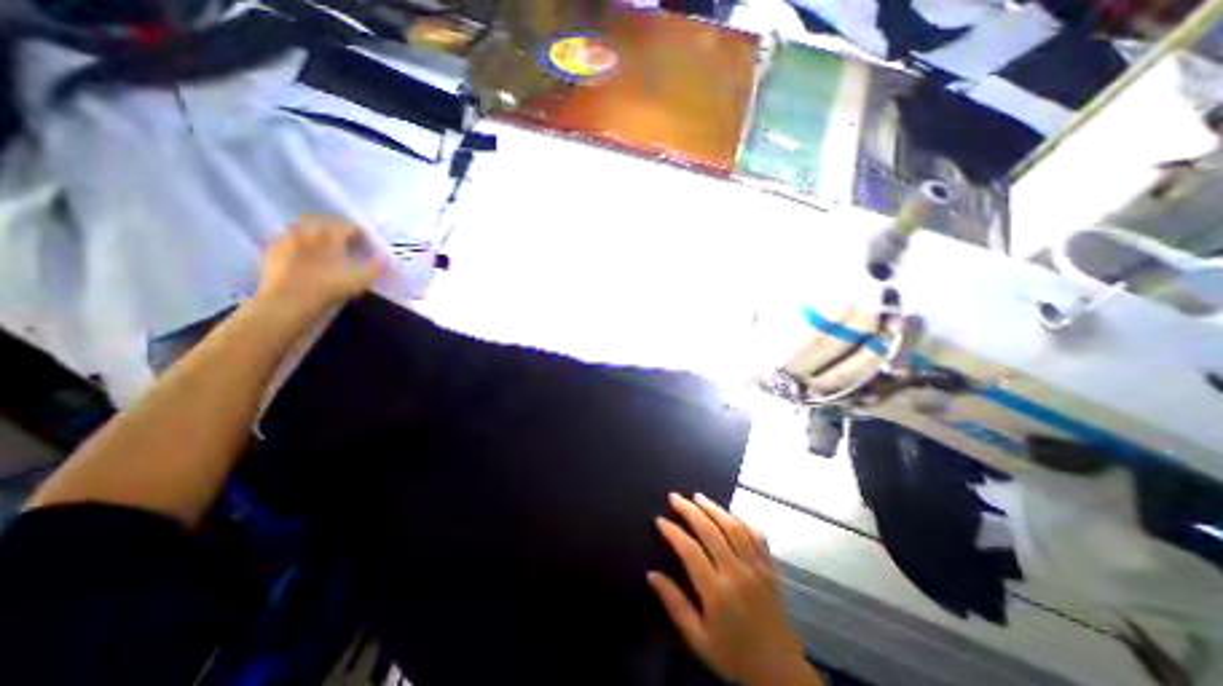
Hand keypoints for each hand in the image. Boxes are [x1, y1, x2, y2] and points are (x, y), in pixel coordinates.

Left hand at [260, 215, 382, 319]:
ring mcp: (285, 239)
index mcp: (330, 235)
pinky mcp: (270, 250)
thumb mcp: (361, 280)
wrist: (288, 301)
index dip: (359, 232)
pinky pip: (283, 239)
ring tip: (320, 244)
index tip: (366, 241)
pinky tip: (298, 252)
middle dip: (334, 227)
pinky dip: (294, 242)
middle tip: (344, 239)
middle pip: (322, 221)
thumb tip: (386, 257)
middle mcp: (307, 231)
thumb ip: (375, 267)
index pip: (347, 226)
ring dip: (312, 232)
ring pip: (300, 227)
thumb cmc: (328, 288)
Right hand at [650, 492, 819, 685]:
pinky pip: (757, 535)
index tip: (660, 519)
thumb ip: (674, 604)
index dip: (673, 532)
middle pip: (711, 531)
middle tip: (675, 497)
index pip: (690, 551)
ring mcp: (757, 567)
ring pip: (733, 527)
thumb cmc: (733, 656)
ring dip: (714, 508)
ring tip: (698, 496)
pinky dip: (742, 519)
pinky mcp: (770, 568)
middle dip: (690, 510)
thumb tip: (651, 574)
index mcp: (717, 592)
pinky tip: (730, 512)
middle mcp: (737, 573)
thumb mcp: (698, 639)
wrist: (780, 673)